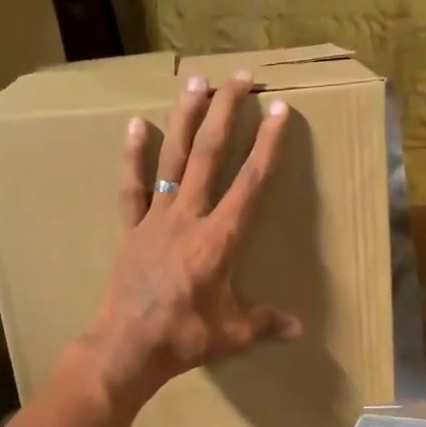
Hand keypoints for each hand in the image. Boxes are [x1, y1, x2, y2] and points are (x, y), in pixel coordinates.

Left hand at [77, 72, 301, 406]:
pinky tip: (136, 123)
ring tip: (197, 82)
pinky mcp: (131, 228)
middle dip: (228, 113)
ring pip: (174, 158)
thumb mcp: (233, 334)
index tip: (280, 110)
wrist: (126, 348)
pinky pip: (132, 186)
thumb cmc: (184, 339)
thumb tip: (298, 328)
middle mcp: (189, 216)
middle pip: (210, 155)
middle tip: (241, 78)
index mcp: (220, 238)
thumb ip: (266, 323)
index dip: (269, 144)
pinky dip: (134, 155)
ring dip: (187, 118)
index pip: (251, 182)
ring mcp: (156, 218)